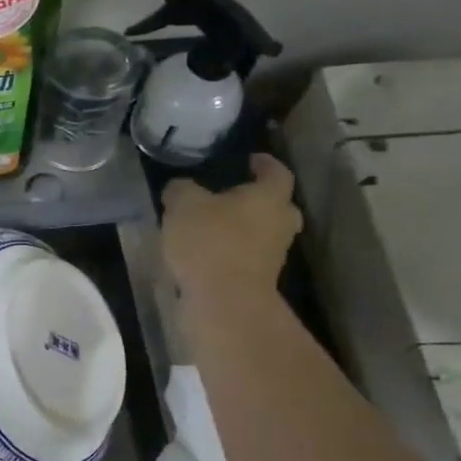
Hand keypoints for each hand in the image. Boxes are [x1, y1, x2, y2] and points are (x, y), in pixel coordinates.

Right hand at [161, 152, 301, 297]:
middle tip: (230, 195)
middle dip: (256, 198)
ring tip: (210, 224)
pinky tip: (206, 250)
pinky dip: (232, 249)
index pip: (276, 171)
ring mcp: (273, 254)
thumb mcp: (182, 204)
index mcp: (269, 196)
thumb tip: (180, 187)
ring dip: (242, 226)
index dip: (263, 163)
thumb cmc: (210, 241)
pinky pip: (248, 255)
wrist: (224, 302)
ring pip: (262, 231)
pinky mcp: (260, 278)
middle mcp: (280, 222)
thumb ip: (181, 189)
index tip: (248, 159)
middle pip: (275, 204)